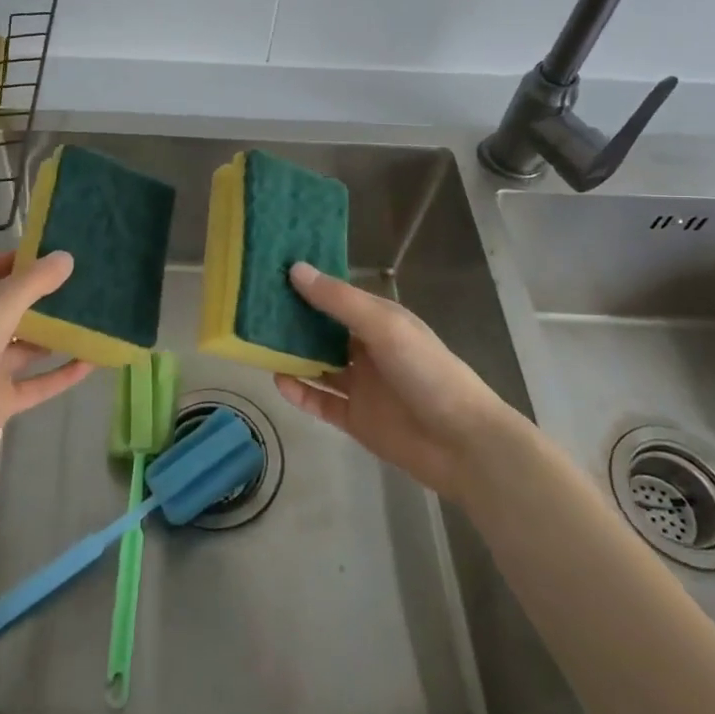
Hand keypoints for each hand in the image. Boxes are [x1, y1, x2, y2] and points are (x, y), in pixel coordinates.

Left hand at [0, 249, 92, 495]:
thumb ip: (31, 285)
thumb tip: (66, 256)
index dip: (15, 260)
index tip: (52, 252)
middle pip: (13, 307)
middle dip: (45, 295)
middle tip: (86, 282)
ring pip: (29, 346)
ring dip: (58, 334)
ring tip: (97, 317)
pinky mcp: (0, 402)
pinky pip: (38, 383)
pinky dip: (63, 373)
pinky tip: (93, 361)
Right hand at [273, 262, 515, 499]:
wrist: (463, 444)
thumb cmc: (427, 372)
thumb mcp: (384, 326)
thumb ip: (339, 301)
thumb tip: (296, 269)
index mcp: (379, 321)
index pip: (337, 296)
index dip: (308, 284)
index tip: (271, 270)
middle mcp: (367, 349)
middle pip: (323, 330)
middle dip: (293, 320)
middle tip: (252, 306)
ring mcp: (360, 385)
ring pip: (317, 364)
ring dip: (292, 355)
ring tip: (256, 342)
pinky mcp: (355, 418)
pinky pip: (320, 401)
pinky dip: (299, 392)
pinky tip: (277, 381)